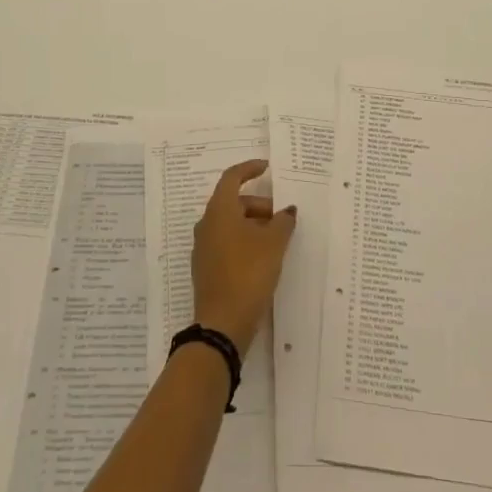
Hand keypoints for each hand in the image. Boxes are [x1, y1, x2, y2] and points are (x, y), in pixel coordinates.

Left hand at [191, 159, 296, 355]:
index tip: (267, 168)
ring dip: (254, 225)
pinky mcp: (207, 268)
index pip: (232, 178)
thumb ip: (283, 222)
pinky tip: (264, 259)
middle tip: (282, 218)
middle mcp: (207, 224)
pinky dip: (246, 242)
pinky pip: (228, 243)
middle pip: (234, 203)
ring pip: (231, 224)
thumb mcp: (273, 244)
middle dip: (259, 205)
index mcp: (219, 211)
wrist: (223, 323)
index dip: (249, 169)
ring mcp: (204, 247)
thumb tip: (287, 211)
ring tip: (278, 239)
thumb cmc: (248, 272)